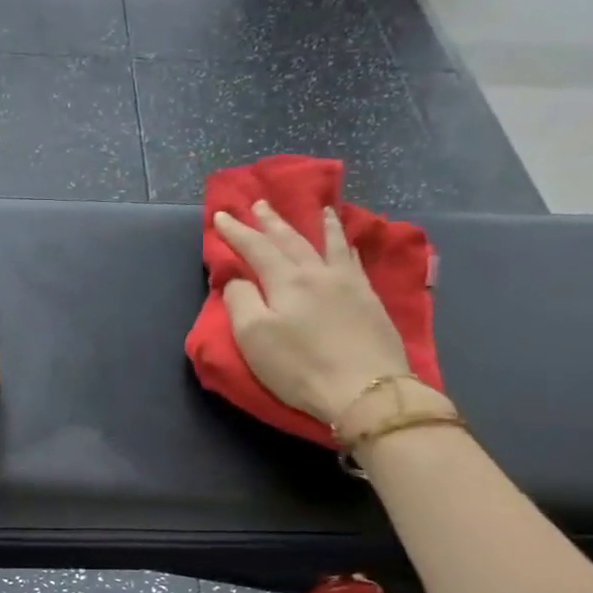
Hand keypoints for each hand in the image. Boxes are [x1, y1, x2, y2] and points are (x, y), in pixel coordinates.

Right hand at [213, 201, 413, 426]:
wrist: (366, 389)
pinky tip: (349, 244)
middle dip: (272, 222)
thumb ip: (240, 302)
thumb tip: (236, 279)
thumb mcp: (254, 338)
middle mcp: (317, 273)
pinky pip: (355, 261)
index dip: (236, 232)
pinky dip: (347, 246)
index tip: (221, 216)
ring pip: (330, 244)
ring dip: (320, 224)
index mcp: (286, 281)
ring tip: (320, 208)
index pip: (255, 248)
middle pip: (291, 240)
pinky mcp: (370, 301)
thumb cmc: (300, 367)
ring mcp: (349, 284)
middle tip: (260, 203)